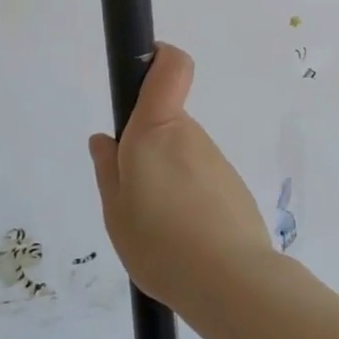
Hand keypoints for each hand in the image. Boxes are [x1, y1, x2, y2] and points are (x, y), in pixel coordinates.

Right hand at [88, 44, 277, 311]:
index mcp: (156, 130)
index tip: (141, 71)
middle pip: (167, 122)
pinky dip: (188, 198)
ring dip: (168, 178)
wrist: (231, 281)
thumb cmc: (159, 243)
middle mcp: (190, 135)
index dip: (158, 57)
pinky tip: (182, 238)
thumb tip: (104, 139)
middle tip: (133, 197)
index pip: (171, 66)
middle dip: (147, 148)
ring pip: (182, 155)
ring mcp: (216, 160)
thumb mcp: (116, 212)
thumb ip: (108, 170)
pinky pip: (200, 179)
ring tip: (157, 229)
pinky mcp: (233, 186)